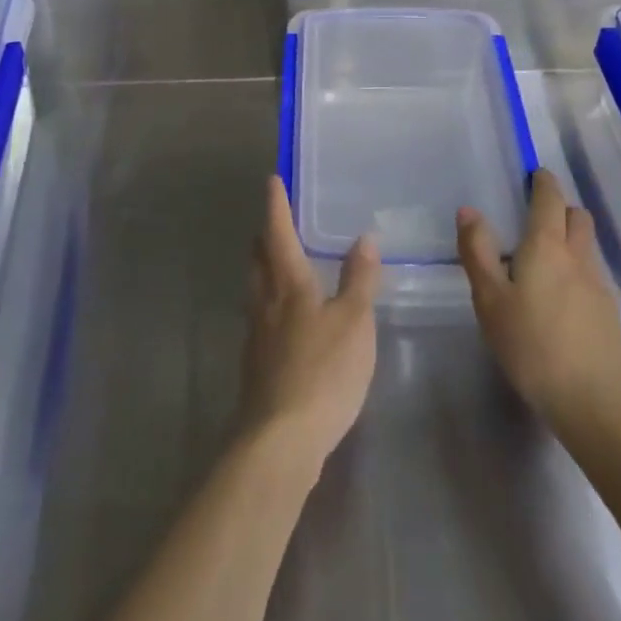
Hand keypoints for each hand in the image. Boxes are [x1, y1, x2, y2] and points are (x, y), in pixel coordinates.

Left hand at [238, 176, 379, 481]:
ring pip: (256, 289)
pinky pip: (261, 319)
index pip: (279, 233)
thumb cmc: (323, 371)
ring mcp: (256, 336)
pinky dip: (270, 305)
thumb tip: (364, 238)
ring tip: (279, 265)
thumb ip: (359, 280)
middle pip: (258, 259)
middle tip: (274, 222)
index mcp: (288, 284)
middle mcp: (265, 302)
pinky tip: (285, 321)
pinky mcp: (256, 367)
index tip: (272, 180)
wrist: (280, 440)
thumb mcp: (354, 322)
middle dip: (265, 237)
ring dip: (264, 270)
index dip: (276, 206)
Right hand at [457, 170, 620, 442]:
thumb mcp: (490, 300)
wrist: (594, 403)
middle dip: (559, 207)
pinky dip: (576, 268)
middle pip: (577, 216)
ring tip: (542, 258)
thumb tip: (469, 210)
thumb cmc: (532, 346)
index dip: (543, 182)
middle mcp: (578, 256)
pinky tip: (558, 296)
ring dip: (569, 237)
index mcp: (547, 246)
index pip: (550, 198)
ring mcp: (599, 284)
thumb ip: (478, 252)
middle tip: (534, 216)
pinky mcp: (609, 313)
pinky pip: (591, 273)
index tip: (533, 175)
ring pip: (587, 244)